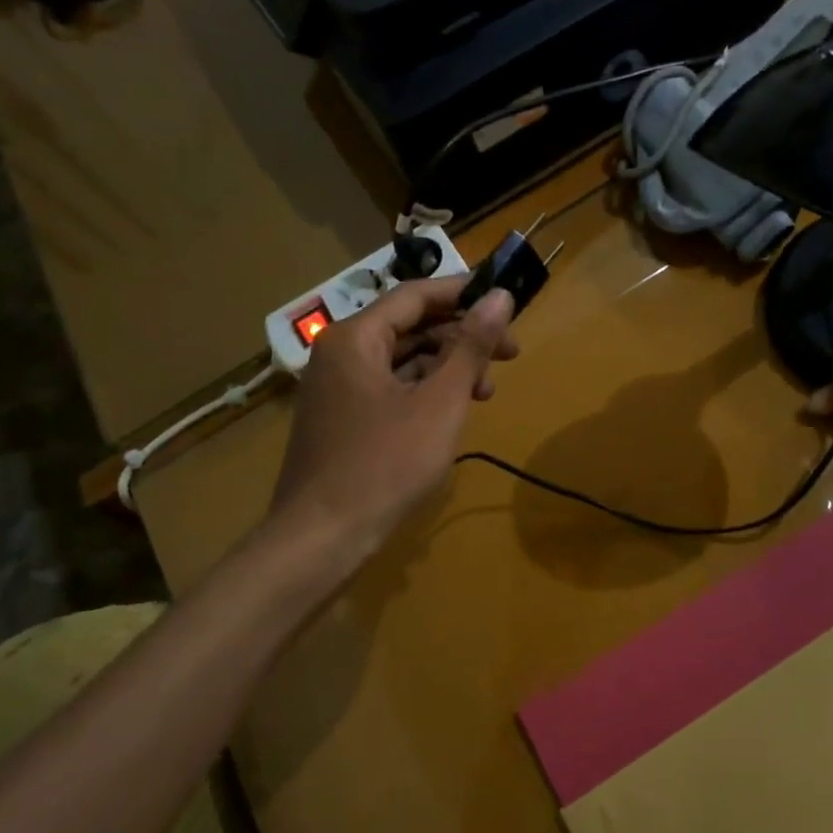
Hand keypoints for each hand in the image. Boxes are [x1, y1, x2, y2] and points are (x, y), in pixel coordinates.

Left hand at [270, 277, 517, 549]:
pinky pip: (390, 387)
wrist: (321, 538)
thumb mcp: (440, 403)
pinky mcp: (342, 418)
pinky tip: (453, 412)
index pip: (416, 296)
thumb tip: (500, 296)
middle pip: (411, 327)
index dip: (465, 294)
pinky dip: (425, 392)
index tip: (506, 301)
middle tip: (510, 354)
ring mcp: (338, 387)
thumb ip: (471, 347)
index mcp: (356, 338)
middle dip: (463, 338)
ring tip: (487, 391)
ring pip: (403, 360)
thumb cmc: (385, 465)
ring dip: (448, 368)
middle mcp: (341, 353)